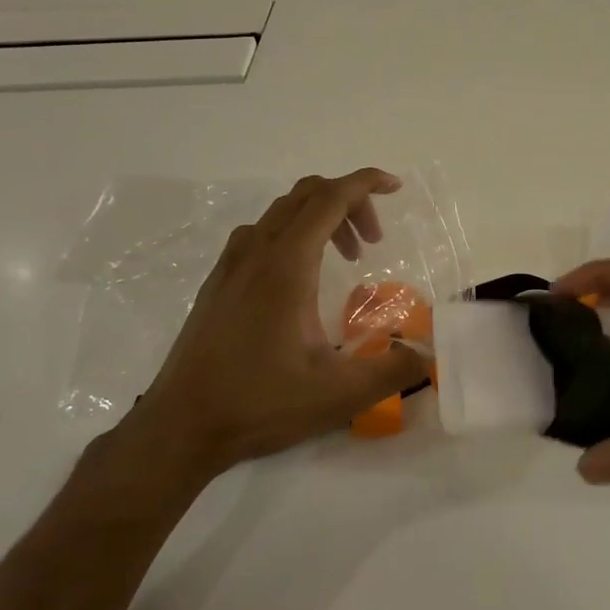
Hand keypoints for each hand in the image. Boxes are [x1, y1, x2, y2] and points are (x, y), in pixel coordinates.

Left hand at [120, 169, 430, 483]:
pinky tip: (302, 280)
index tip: (395, 187)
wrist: (181, 426)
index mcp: (287, 266)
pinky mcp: (217, 283)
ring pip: (281, 213)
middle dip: (349, 202)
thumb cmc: (260, 403)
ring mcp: (231, 266)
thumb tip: (428, 353)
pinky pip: (260, 234)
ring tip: (345, 259)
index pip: (330, 199)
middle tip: (373, 241)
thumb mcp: (340, 393)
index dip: (365, 183)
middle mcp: (256, 253)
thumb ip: (394, 370)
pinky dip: (292, 235)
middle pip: (306, 195)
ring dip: (320, 219)